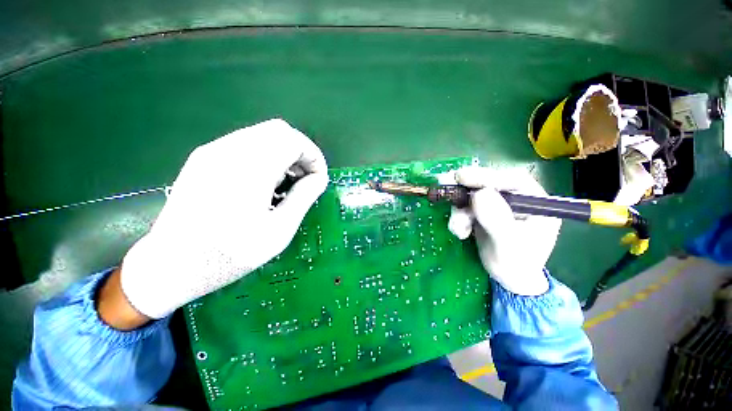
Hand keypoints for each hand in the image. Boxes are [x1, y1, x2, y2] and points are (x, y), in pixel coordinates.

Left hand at [118, 119, 328, 319]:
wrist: (169, 266)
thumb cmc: (229, 255)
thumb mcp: (279, 231)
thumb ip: (303, 198)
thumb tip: (319, 178)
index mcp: (249, 169)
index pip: (293, 140)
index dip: (313, 157)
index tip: (317, 179)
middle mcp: (229, 150)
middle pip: (279, 131)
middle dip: (300, 153)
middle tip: (303, 180)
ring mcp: (213, 151)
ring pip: (263, 135)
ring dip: (283, 154)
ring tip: (284, 185)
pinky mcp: (204, 158)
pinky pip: (247, 144)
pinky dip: (266, 157)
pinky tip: (263, 184)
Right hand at [447, 167, 560, 295]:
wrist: (509, 279)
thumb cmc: (516, 265)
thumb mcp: (509, 245)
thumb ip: (497, 220)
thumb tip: (479, 194)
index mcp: (536, 203)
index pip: (512, 180)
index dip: (486, 176)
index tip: (462, 176)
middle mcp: (517, 200)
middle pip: (489, 185)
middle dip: (466, 191)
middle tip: (444, 185)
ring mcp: (499, 206)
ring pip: (473, 197)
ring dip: (460, 211)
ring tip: (459, 229)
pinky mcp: (484, 213)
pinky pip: (466, 207)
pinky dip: (459, 217)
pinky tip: (461, 232)